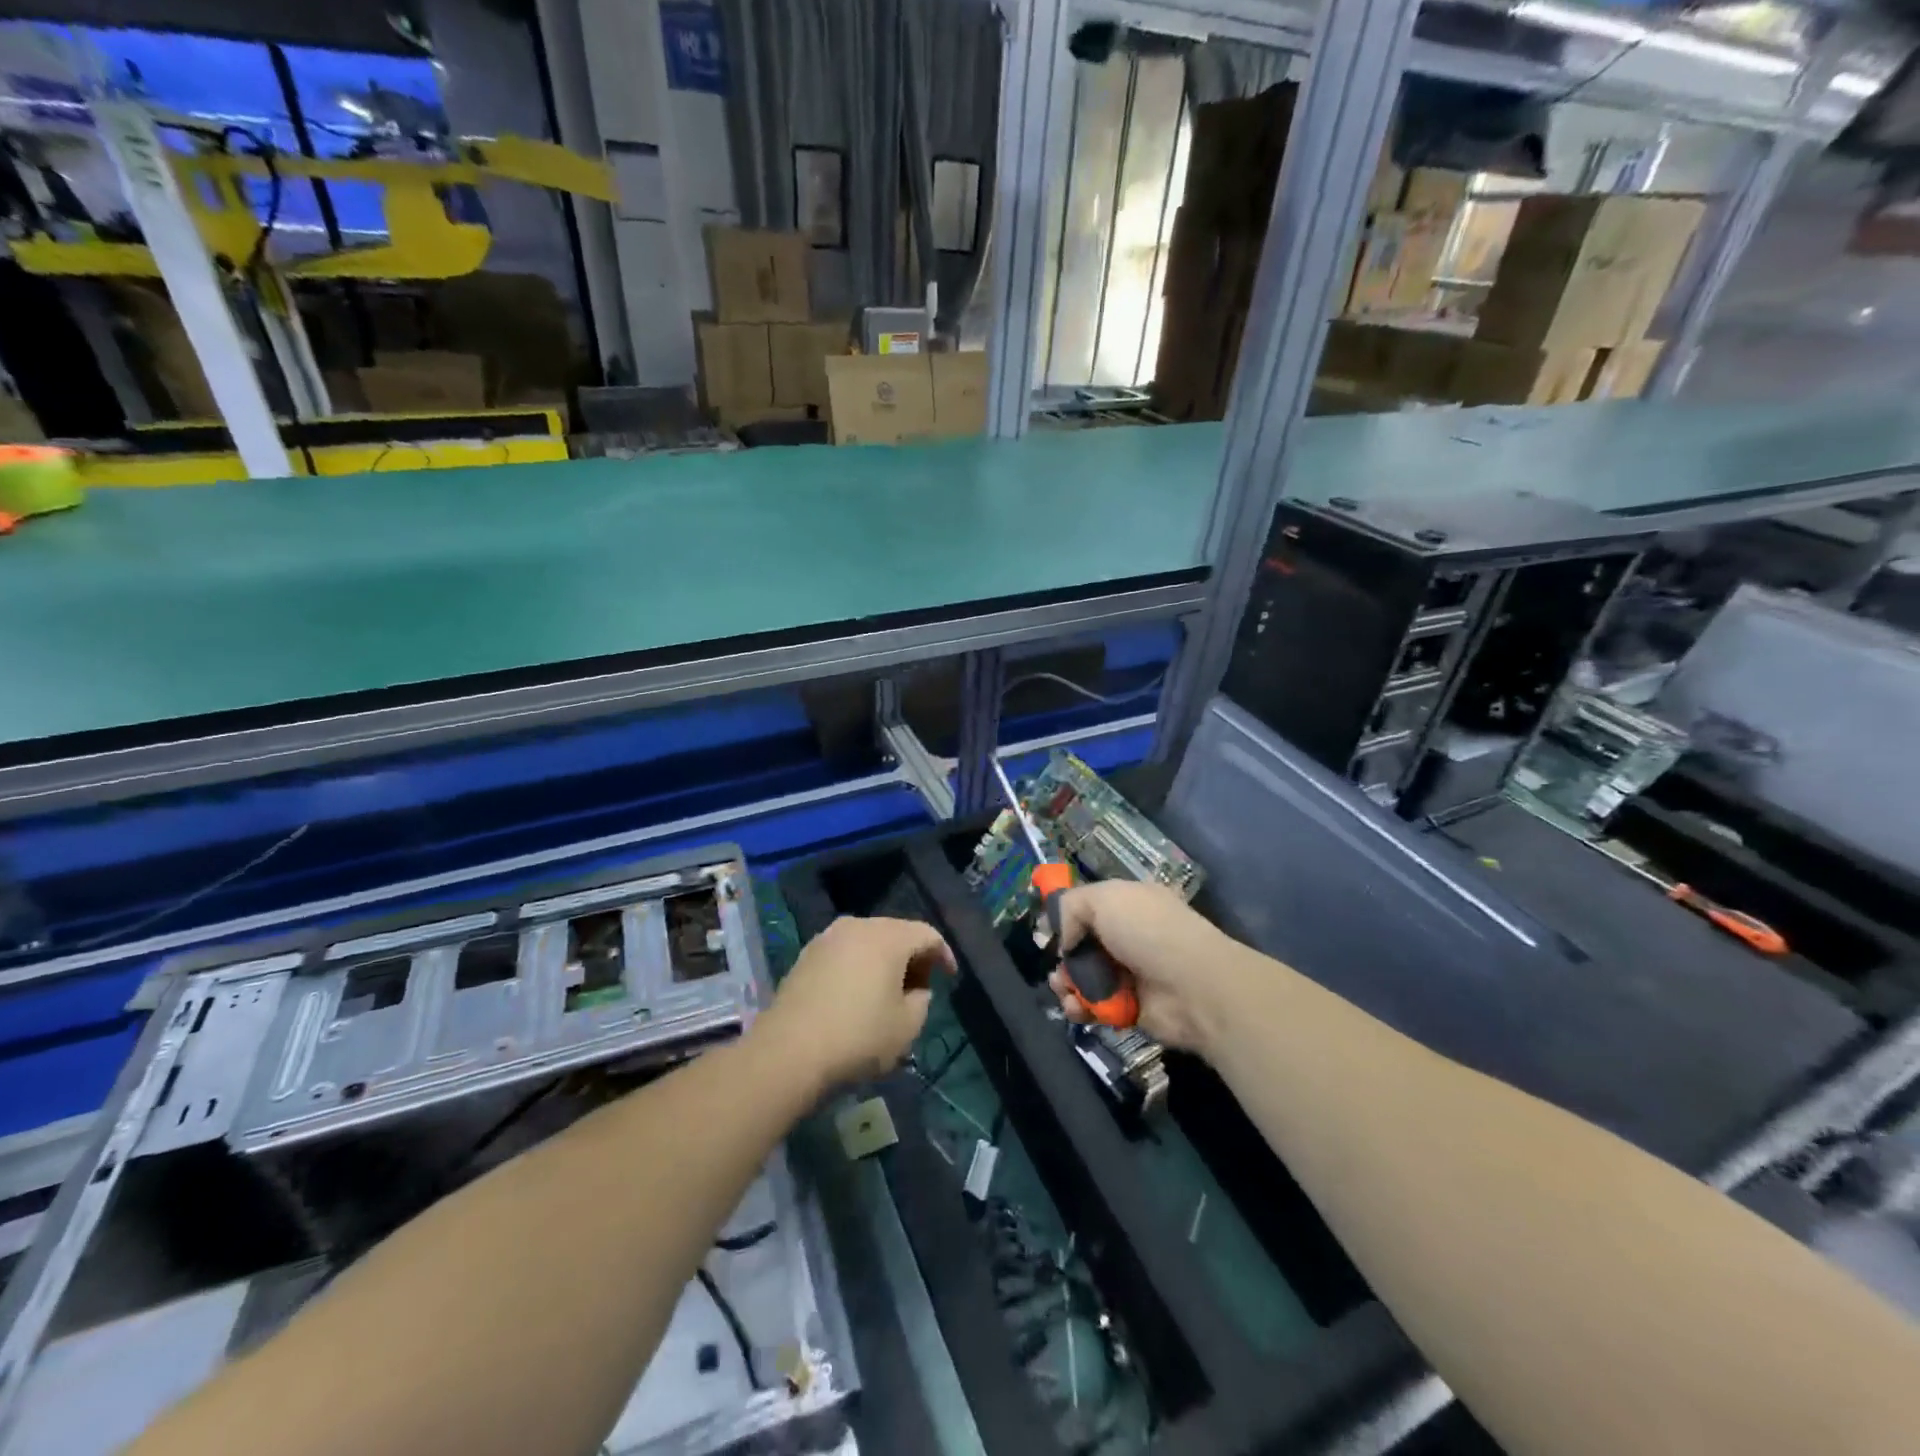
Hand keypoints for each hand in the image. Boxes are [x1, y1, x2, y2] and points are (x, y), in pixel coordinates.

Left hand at [760, 916, 954, 1089]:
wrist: (788, 1052)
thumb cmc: (858, 1036)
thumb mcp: (907, 1026)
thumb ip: (922, 1000)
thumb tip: (915, 989)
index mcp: (888, 936)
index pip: (927, 934)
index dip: (943, 954)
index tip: (950, 978)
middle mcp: (858, 925)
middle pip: (897, 932)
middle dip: (913, 956)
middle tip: (921, 986)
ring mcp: (828, 938)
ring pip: (868, 941)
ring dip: (884, 960)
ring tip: (889, 991)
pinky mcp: (806, 955)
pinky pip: (845, 952)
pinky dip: (859, 966)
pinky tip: (858, 994)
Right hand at [1046, 881, 1244, 1056]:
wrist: (1194, 987)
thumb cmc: (1148, 932)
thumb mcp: (1104, 898)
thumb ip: (1070, 907)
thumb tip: (1065, 939)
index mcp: (1128, 904)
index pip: (1089, 908)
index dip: (1066, 919)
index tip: (1047, 933)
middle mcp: (1129, 937)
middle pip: (1082, 946)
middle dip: (1063, 958)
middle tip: (1057, 968)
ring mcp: (1130, 974)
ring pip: (1084, 978)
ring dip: (1065, 984)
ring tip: (1062, 989)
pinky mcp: (1130, 1009)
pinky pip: (1094, 1007)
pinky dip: (1079, 1008)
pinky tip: (1075, 1008)